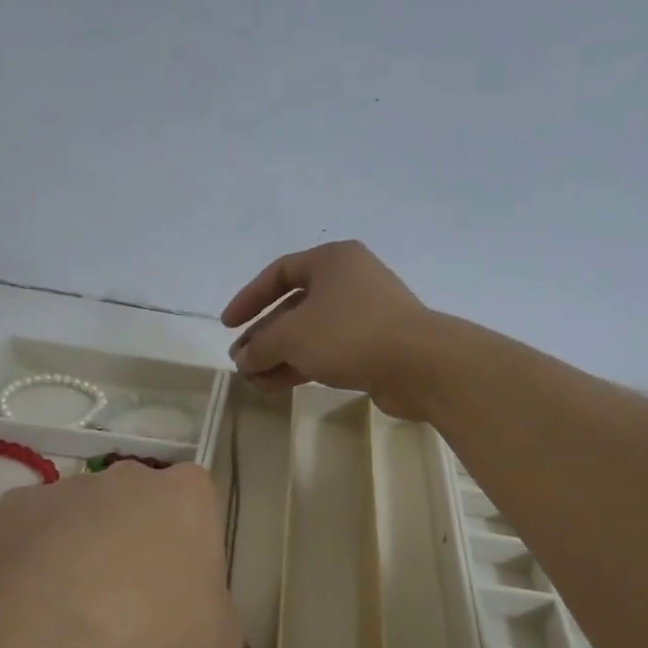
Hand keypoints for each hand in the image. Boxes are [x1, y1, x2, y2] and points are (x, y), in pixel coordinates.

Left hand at [0, 462, 243, 647]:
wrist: (58, 635)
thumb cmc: (158, 627)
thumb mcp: (218, 638)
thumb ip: (220, 619)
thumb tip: (209, 626)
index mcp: (189, 494)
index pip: (198, 509)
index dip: (190, 549)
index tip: (181, 589)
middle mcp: (131, 475)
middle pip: (140, 505)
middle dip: (137, 540)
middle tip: (132, 600)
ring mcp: (70, 486)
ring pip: (86, 516)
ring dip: (86, 548)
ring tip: (78, 608)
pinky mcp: (17, 507)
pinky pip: (35, 530)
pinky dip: (37, 557)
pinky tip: (37, 599)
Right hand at [221, 241, 436, 417]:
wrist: (418, 364)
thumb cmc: (349, 334)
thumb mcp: (292, 336)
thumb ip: (261, 345)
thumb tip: (243, 357)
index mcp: (332, 260)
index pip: (279, 272)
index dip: (249, 298)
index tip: (228, 325)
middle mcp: (349, 281)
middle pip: (294, 307)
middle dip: (264, 336)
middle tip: (240, 360)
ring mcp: (365, 315)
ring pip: (311, 333)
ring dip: (280, 356)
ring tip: (253, 380)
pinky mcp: (375, 346)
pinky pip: (328, 352)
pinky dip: (302, 366)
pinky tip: (277, 386)